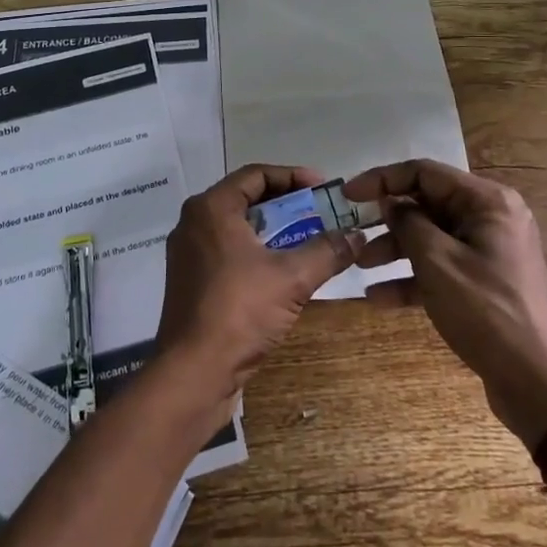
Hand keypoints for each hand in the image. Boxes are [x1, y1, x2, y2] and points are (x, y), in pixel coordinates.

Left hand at [156, 164, 363, 417]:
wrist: (193, 372)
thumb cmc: (239, 311)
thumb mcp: (291, 278)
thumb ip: (327, 250)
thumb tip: (358, 234)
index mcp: (211, 208)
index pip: (255, 175)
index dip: (292, 177)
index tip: (323, 188)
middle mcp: (193, 222)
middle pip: (245, 198)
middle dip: (285, 204)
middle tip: (319, 212)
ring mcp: (188, 253)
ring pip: (236, 227)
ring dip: (272, 230)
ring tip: (307, 239)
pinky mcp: (190, 280)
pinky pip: (227, 251)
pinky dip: (255, 252)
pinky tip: (281, 270)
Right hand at [344, 159, 546, 447]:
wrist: (539, 385)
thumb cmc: (487, 312)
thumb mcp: (437, 262)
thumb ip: (408, 222)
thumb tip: (390, 202)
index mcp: (487, 201)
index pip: (424, 173)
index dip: (382, 179)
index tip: (348, 195)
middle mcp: (490, 218)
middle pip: (427, 204)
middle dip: (387, 220)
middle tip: (351, 232)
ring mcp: (488, 251)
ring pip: (430, 237)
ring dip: (394, 249)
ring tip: (359, 265)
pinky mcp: (484, 281)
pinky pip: (441, 266)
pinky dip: (412, 277)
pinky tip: (378, 297)